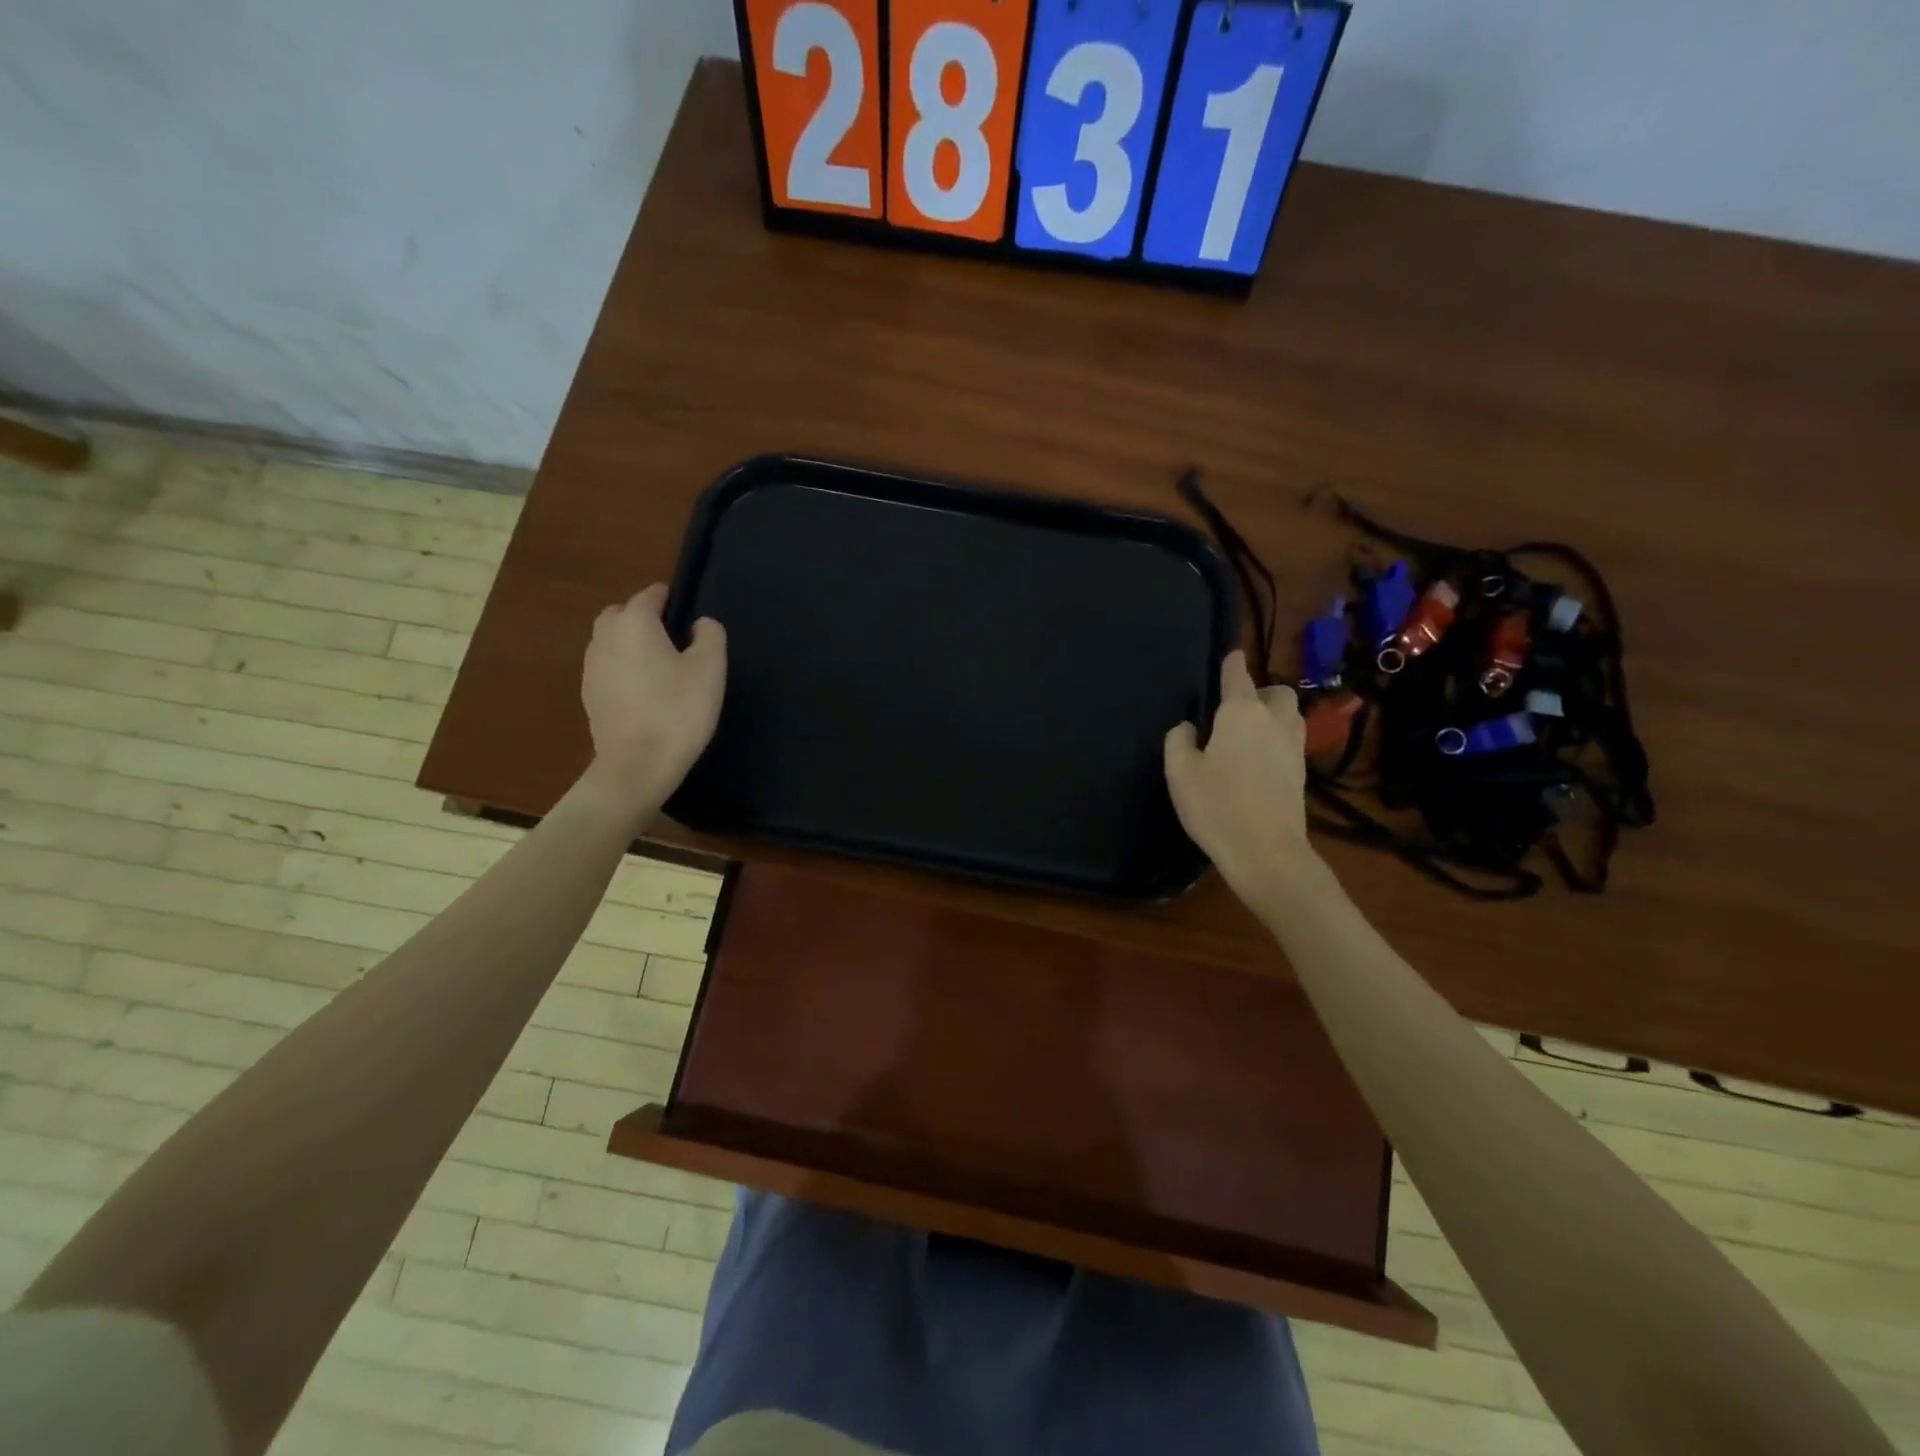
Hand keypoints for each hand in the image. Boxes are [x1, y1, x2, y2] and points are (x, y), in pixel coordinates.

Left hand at [581, 584, 725, 813]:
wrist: (638, 764)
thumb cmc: (678, 710)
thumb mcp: (710, 668)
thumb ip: (710, 635)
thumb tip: (700, 623)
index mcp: (634, 623)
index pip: (649, 596)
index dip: (668, 597)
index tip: (684, 606)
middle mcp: (605, 638)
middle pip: (620, 614)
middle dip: (641, 616)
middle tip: (670, 634)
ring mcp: (592, 669)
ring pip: (609, 642)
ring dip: (629, 644)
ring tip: (658, 663)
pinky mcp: (590, 697)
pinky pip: (607, 669)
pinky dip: (623, 669)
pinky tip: (643, 690)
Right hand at [1164, 651, 1316, 908]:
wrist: (1266, 852)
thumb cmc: (1217, 806)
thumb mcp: (1179, 772)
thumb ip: (1179, 740)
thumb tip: (1189, 728)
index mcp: (1241, 713)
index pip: (1238, 676)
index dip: (1232, 663)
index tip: (1231, 656)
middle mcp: (1273, 721)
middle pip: (1277, 692)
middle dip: (1261, 691)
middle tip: (1238, 708)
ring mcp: (1293, 747)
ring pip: (1291, 715)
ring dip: (1274, 714)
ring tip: (1251, 732)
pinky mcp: (1301, 773)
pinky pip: (1291, 741)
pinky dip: (1278, 740)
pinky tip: (1258, 759)